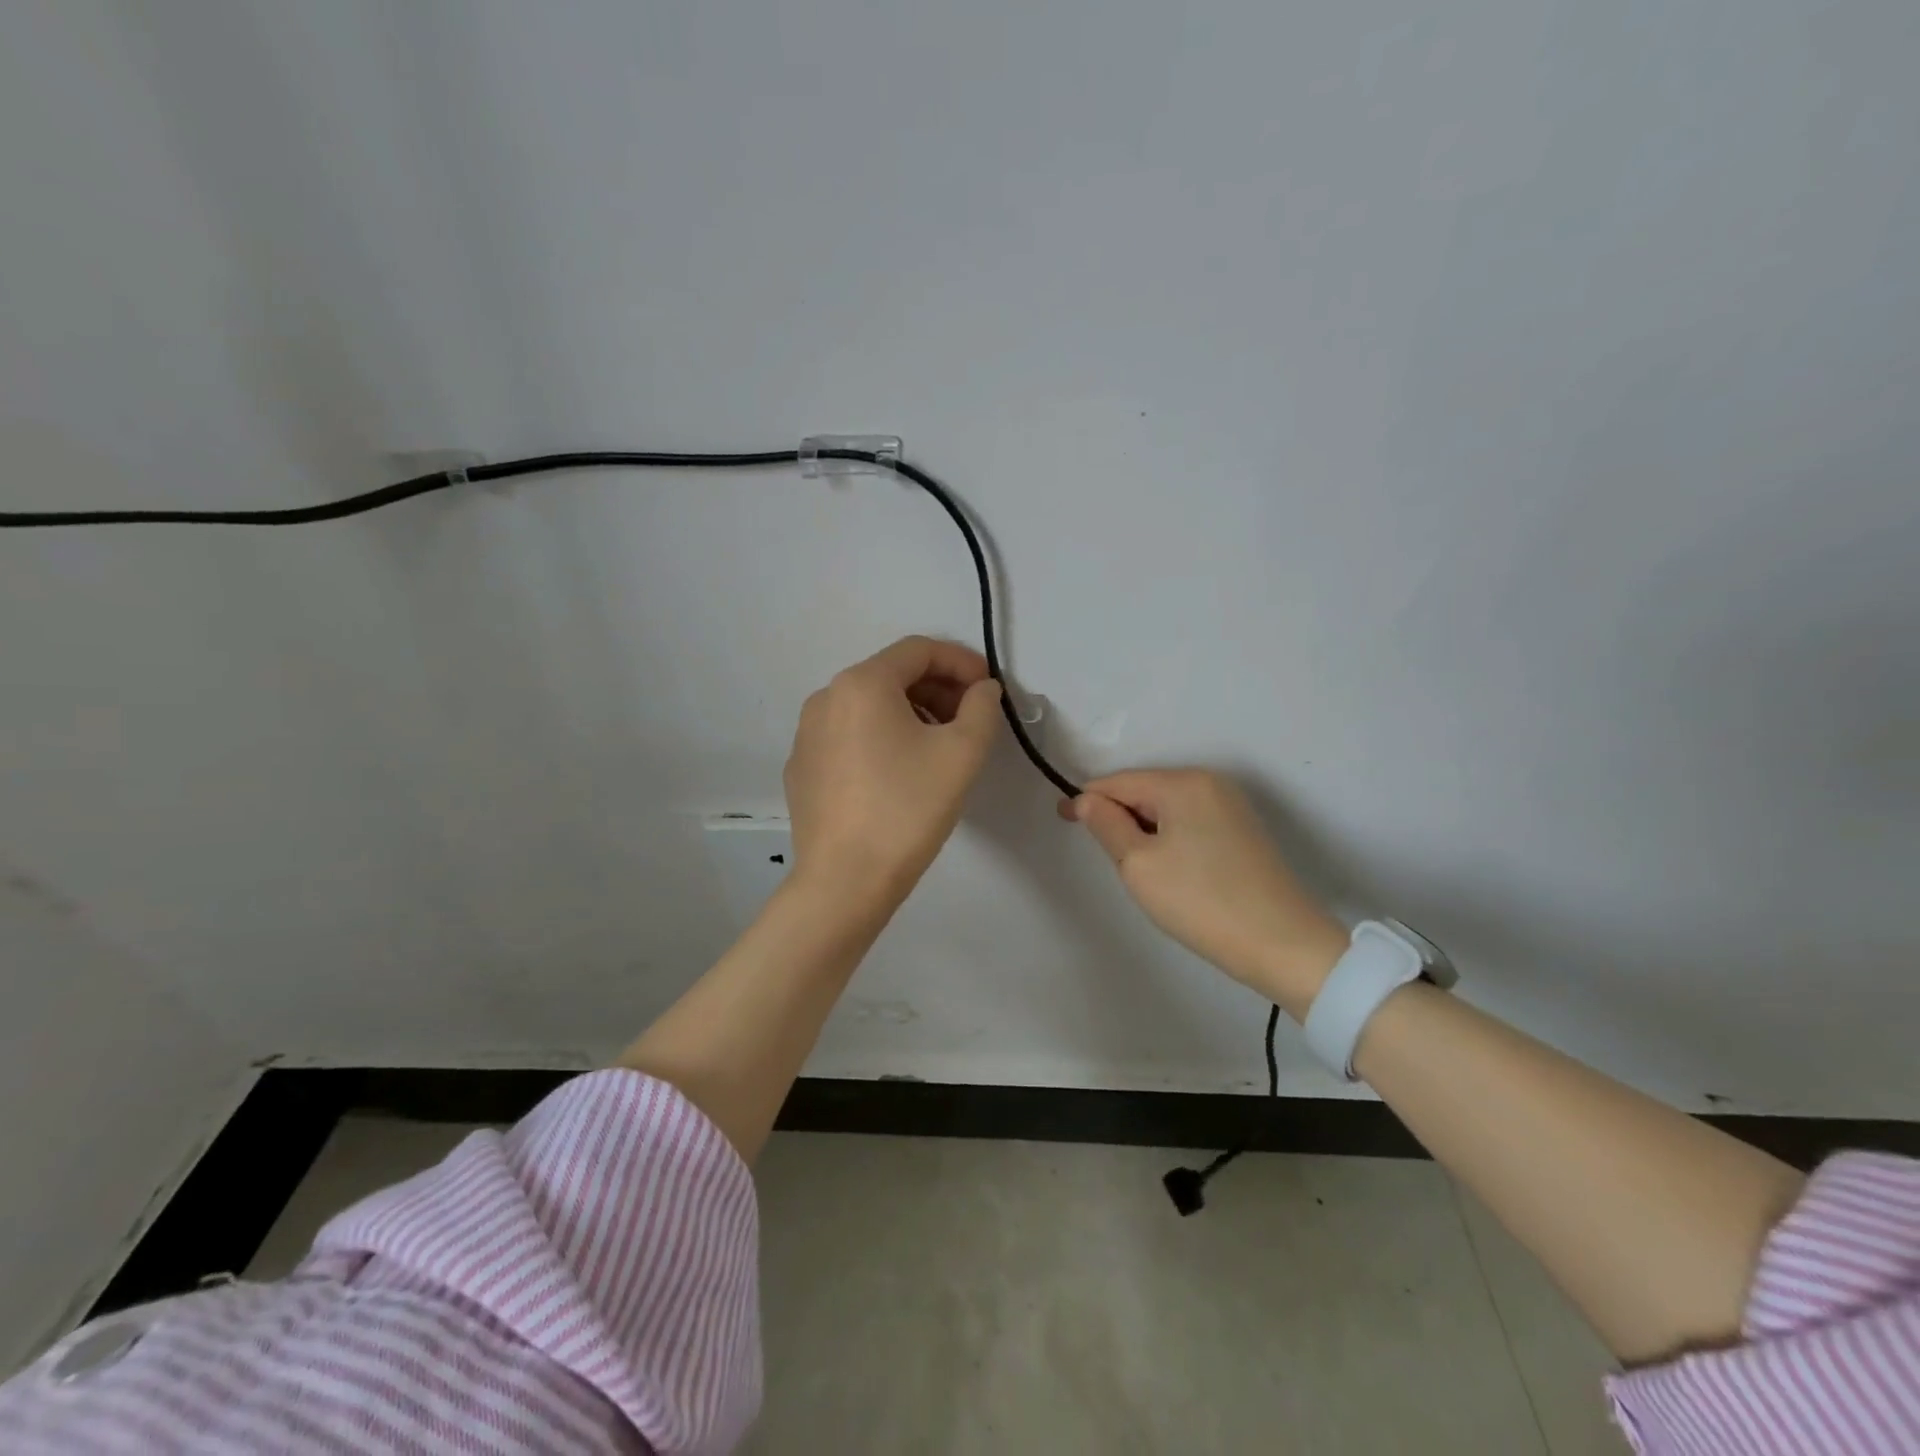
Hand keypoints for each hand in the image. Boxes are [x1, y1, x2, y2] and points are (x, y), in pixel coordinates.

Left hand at [785, 636, 1003, 902]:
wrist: (845, 881)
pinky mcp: (802, 768)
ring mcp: (807, 734)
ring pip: (869, 707)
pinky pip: (849, 736)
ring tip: (939, 747)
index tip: (989, 690)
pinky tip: (900, 774)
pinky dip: (881, 739)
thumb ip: (982, 707)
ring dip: (911, 713)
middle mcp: (826, 697)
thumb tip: (982, 690)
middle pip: (892, 675)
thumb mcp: (962, 752)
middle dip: (938, 689)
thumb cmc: (908, 808)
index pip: (919, 650)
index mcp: (862, 683)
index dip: (961, 662)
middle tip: (970, 720)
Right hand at [1060, 769, 1348, 1018]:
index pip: (1119, 782)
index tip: (1062, 819)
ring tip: (1140, 870)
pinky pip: (1190, 822)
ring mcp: (1231, 805)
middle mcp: (1210, 782)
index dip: (1087, 800)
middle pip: (1144, 791)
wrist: (1284, 945)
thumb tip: (1088, 800)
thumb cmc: (1201, 901)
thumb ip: (1106, 825)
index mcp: (1183, 783)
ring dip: (1144, 830)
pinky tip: (1172, 871)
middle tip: (1108, 859)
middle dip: (1119, 817)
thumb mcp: (1138, 865)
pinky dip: (1169, 838)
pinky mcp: (1244, 830)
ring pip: (1167, 808)